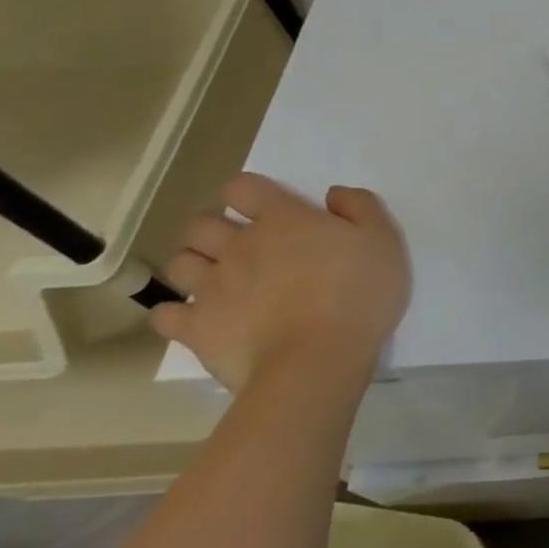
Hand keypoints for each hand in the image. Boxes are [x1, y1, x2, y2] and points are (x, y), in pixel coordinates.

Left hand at [154, 174, 411, 393]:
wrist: (318, 359)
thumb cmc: (358, 293)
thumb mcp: (383, 240)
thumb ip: (360, 207)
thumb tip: (333, 195)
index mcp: (283, 220)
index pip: (243, 188)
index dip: (250, 193)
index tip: (267, 208)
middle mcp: (239, 246)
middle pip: (201, 224)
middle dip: (215, 228)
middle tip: (241, 244)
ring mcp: (212, 287)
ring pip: (179, 262)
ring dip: (195, 264)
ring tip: (218, 278)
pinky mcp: (196, 327)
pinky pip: (165, 313)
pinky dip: (176, 311)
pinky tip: (196, 316)